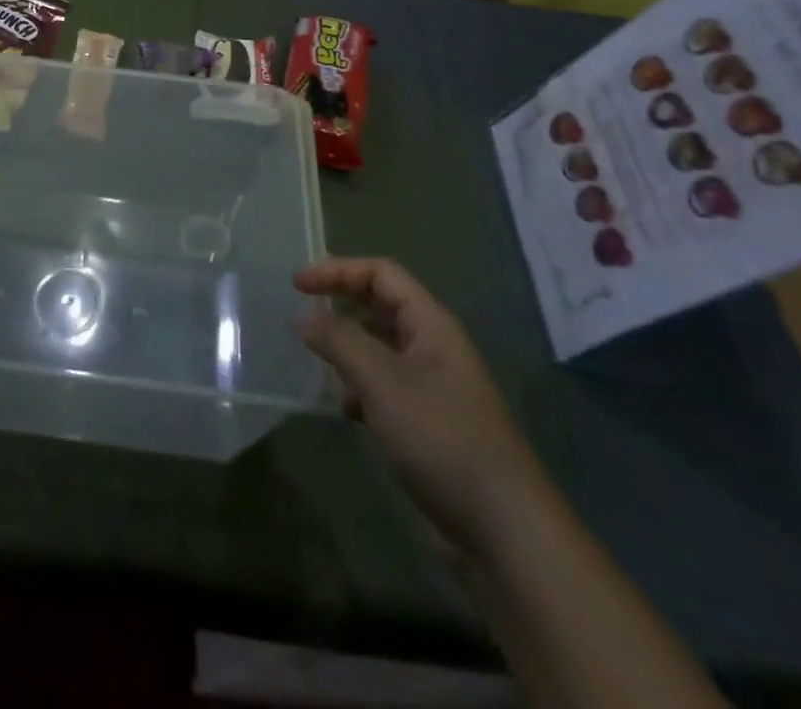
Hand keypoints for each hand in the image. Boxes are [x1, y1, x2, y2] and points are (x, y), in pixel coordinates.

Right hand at [295, 256, 548, 556]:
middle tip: (303, 318)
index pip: (381, 274)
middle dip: (341, 307)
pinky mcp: (427, 424)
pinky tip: (346, 410)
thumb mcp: (382, 381)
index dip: (338, 270)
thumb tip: (305, 317)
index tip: (297, 285)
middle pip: (381, 307)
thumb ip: (339, 341)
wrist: (503, 530)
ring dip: (348, 350)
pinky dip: (360, 388)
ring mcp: (432, 387)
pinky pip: (384, 387)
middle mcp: (433, 347)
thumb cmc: (442, 438)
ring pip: (379, 349)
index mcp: (431, 324)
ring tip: (321, 367)